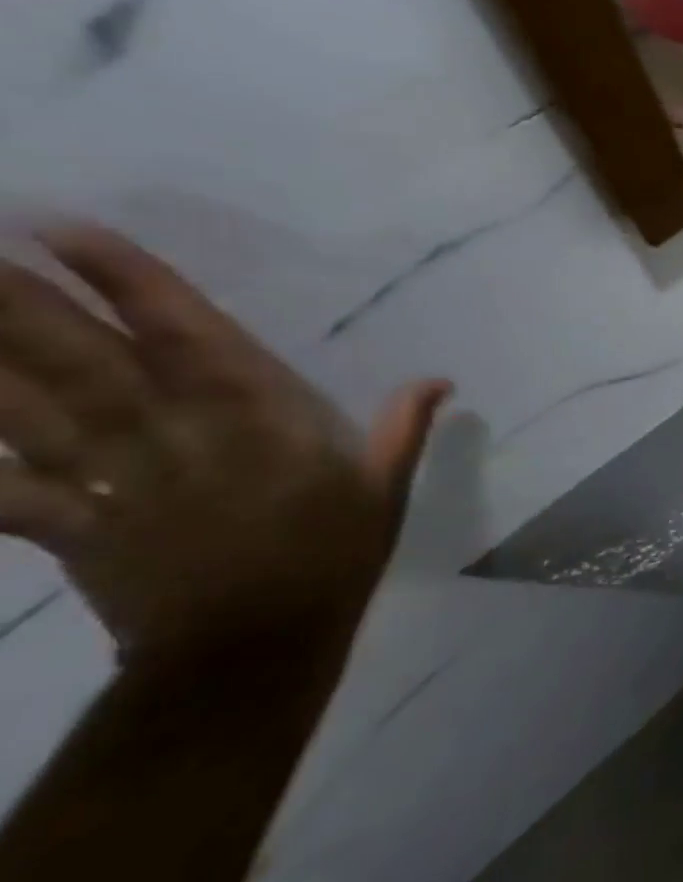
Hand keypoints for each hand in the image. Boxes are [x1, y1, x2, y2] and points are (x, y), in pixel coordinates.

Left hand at [0, 225, 447, 657]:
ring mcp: (115, 483)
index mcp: (259, 424)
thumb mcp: (385, 490)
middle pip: (89, 364)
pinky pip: (7, 491)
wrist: (254, 650)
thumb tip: (439, 379)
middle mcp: (178, 439)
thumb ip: (403, 429)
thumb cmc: (333, 556)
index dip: (131, 285)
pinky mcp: (74, 528)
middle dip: (22, 304)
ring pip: (32, 414)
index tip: (70, 232)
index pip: (187, 339)